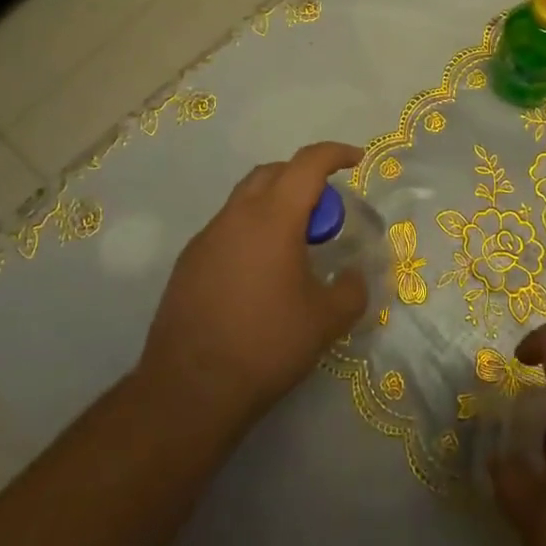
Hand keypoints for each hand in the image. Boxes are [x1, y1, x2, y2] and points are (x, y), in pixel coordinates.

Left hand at [137, 142, 368, 442]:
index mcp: (274, 217)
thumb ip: (351, 290)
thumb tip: (354, 276)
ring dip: (275, 204)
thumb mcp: (325, 321)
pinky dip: (251, 231)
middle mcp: (237, 215)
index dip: (336, 154)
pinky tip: (260, 273)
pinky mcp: (189, 262)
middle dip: (304, 176)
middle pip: (274, 172)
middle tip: (325, 210)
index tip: (357, 161)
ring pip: (246, 198)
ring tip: (294, 243)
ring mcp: (207, 237)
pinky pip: (227, 228)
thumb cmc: (265, 345)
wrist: (188, 391)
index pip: (308, 163)